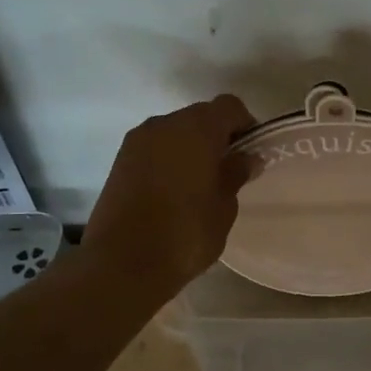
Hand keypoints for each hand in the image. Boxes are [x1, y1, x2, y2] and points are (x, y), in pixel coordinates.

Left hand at [83, 94, 257, 292]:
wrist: (121, 263)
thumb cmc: (184, 234)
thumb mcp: (223, 207)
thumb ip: (235, 174)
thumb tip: (246, 158)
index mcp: (196, 128)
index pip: (229, 106)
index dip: (244, 125)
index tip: (250, 153)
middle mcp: (164, 124)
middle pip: (199, 116)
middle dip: (216, 136)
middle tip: (227, 170)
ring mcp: (137, 141)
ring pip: (174, 132)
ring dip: (190, 148)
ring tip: (199, 184)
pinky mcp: (119, 160)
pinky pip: (154, 148)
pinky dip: (168, 159)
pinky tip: (173, 191)